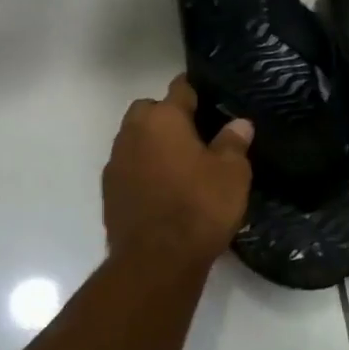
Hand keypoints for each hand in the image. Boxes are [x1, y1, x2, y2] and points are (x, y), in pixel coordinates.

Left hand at [102, 75, 253, 268]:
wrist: (155, 261)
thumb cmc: (199, 207)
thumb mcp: (231, 175)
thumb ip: (234, 143)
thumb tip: (239, 123)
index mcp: (163, 118)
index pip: (180, 89)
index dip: (196, 92)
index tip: (210, 100)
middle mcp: (133, 131)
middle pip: (150, 110)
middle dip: (168, 117)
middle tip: (194, 138)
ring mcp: (116, 160)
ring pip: (135, 138)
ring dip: (152, 144)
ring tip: (179, 166)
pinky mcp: (109, 189)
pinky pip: (128, 166)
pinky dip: (142, 170)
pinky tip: (161, 190)